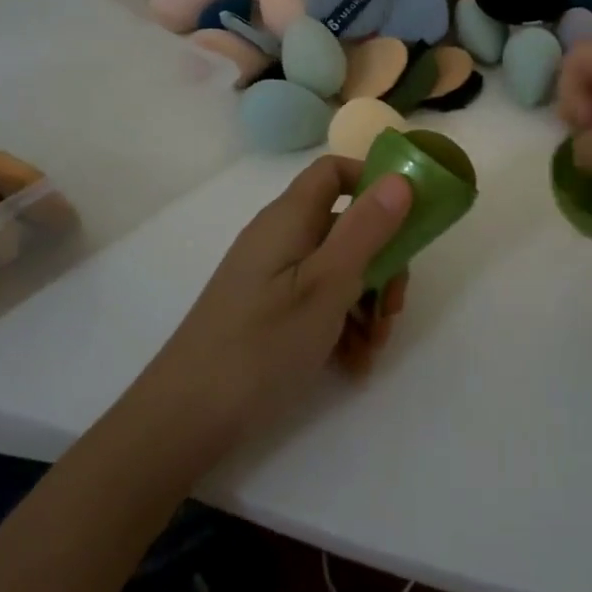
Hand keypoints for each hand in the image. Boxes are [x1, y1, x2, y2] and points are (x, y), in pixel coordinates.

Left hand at [139, 157, 413, 443]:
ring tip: (375, 348)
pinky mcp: (268, 311)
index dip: (372, 183)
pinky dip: (342, 325)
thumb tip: (400, 177)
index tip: (407, 218)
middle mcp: (281, 238)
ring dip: (367, 302)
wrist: (184, 419)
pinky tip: (354, 364)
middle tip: (395, 308)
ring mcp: (273, 276)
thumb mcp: (327, 284)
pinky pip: (317, 301)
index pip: (334, 172)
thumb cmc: (262, 343)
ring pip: (337, 269)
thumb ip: (367, 229)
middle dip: (381, 263)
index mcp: (290, 218)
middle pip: (345, 226)